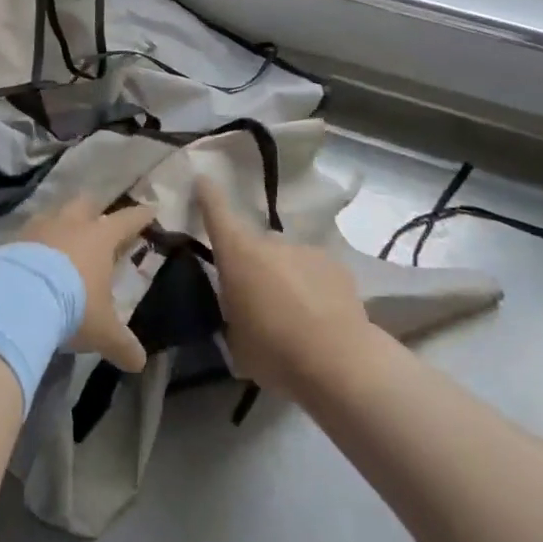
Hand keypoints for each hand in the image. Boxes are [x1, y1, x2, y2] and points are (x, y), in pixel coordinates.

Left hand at [19, 196, 156, 372]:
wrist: (17, 299)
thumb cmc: (72, 307)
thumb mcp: (102, 330)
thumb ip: (122, 343)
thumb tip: (140, 363)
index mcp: (100, 237)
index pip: (127, 220)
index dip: (140, 216)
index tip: (150, 209)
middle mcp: (70, 223)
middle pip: (86, 204)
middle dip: (94, 210)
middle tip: (98, 222)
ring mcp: (39, 227)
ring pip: (54, 214)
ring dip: (61, 224)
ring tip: (62, 240)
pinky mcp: (13, 240)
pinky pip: (29, 235)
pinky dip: (35, 243)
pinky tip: (33, 259)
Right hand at [196, 177, 371, 399]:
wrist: (339, 362)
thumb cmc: (274, 351)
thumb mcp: (235, 339)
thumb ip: (232, 313)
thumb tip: (238, 309)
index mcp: (238, 254)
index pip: (217, 212)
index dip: (208, 195)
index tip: (203, 179)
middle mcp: (270, 242)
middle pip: (255, 245)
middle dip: (253, 265)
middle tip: (257, 300)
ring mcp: (306, 250)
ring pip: (287, 259)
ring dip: (285, 278)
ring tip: (293, 316)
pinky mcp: (336, 265)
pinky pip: (314, 271)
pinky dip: (312, 287)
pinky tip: (320, 318)